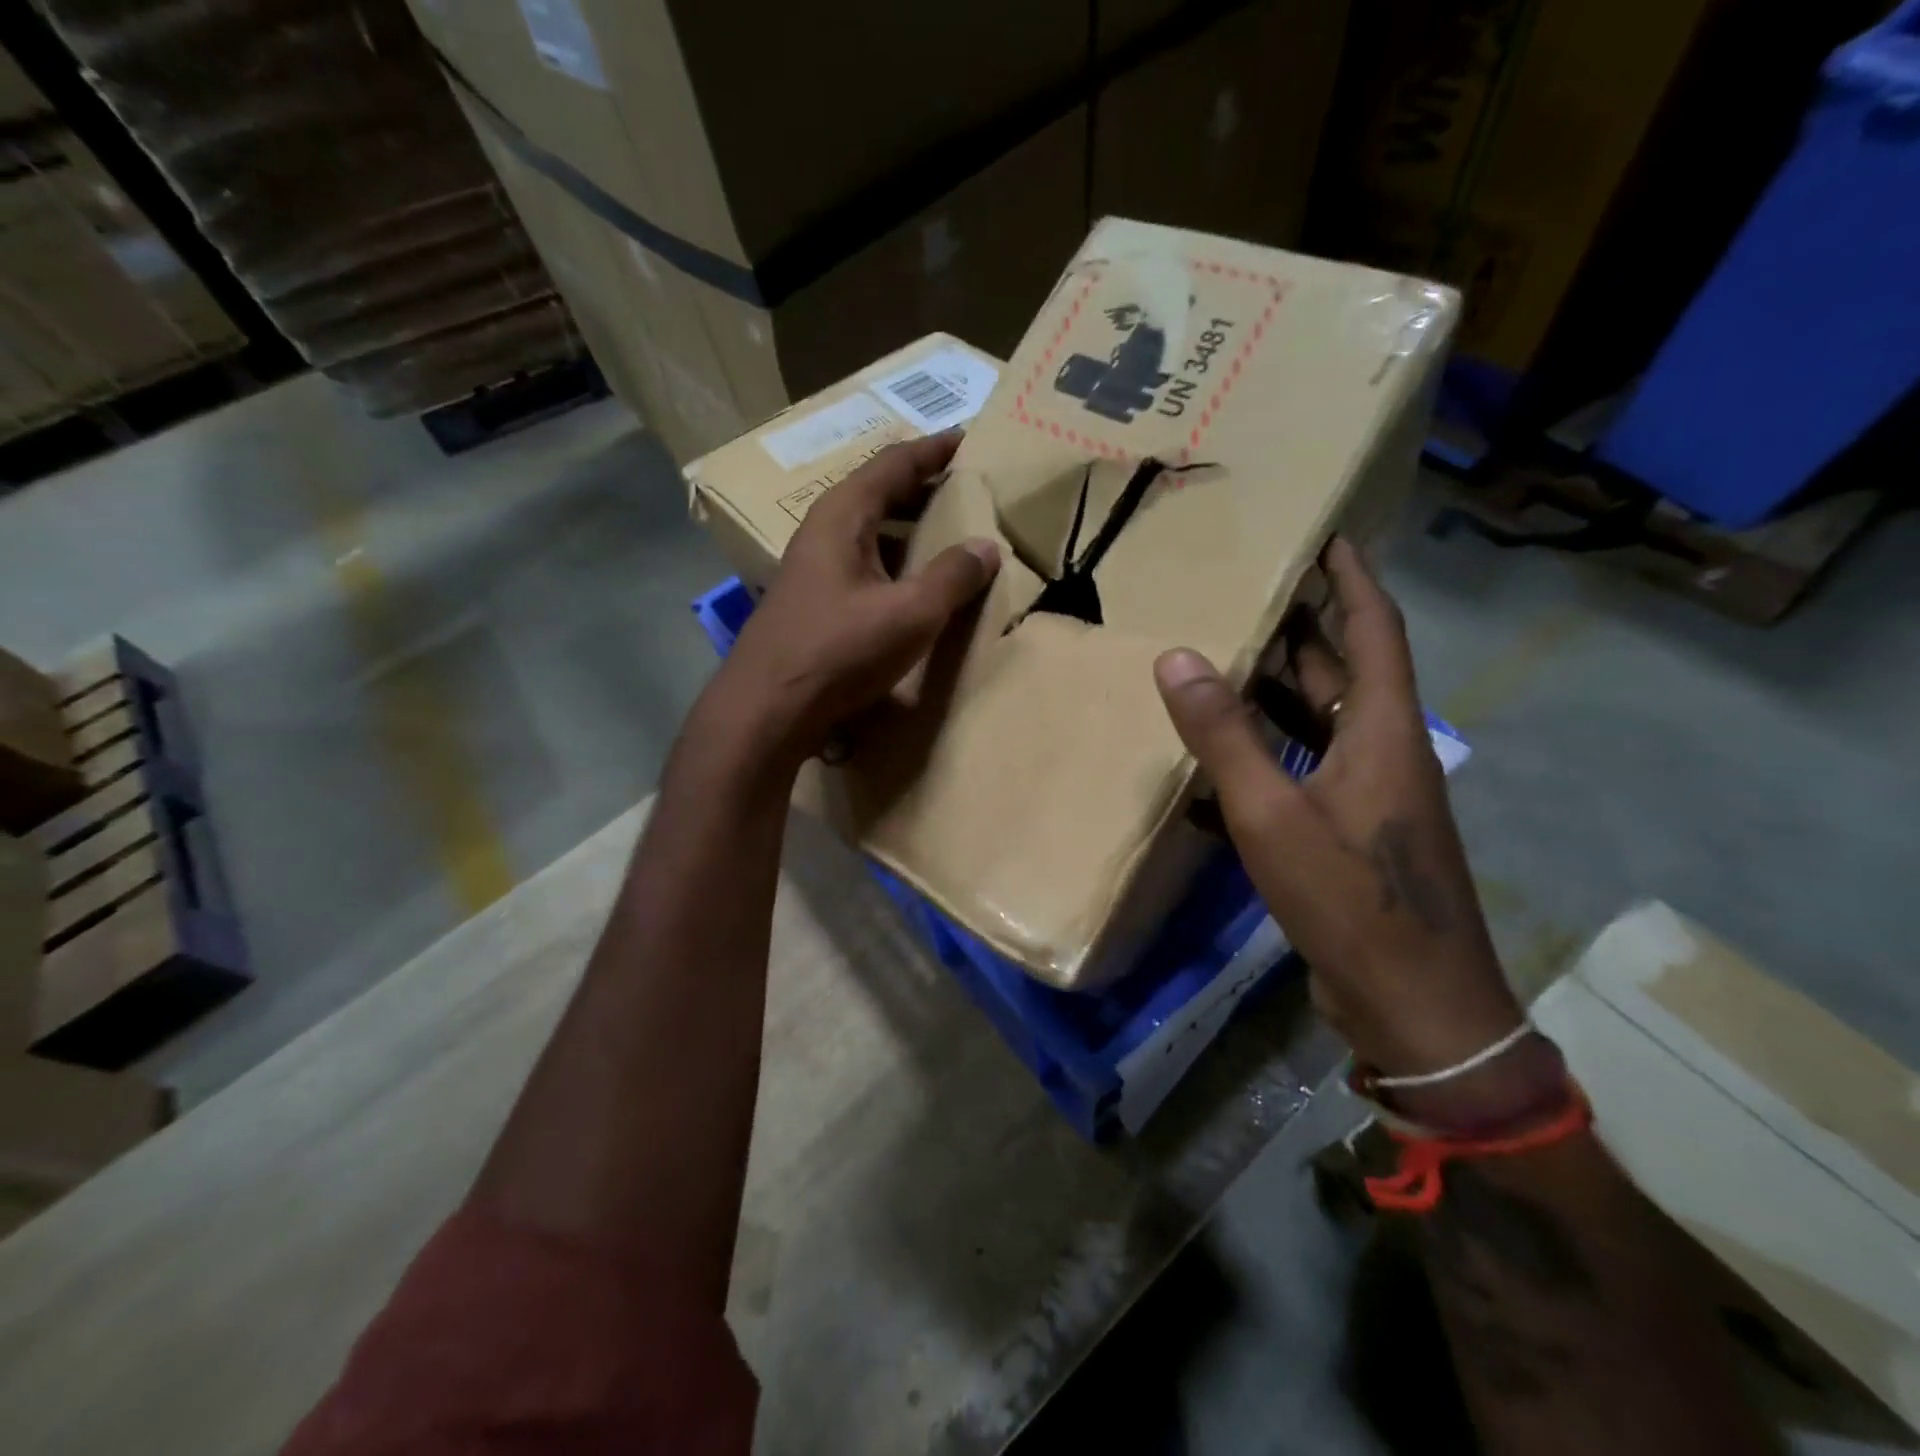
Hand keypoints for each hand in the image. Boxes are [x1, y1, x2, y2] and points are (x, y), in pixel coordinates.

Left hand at [706, 433, 1000, 768]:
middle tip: (965, 487)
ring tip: (947, 530)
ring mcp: (813, 568)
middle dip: (922, 487)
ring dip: (907, 526)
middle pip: (878, 493)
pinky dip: (893, 559)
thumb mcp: (909, 613)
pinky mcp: (813, 602)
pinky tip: (911, 582)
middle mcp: (822, 532)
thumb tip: (986, 548)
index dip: (933, 451)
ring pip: (868, 531)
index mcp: (842, 516)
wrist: (768, 708)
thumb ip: (952, 577)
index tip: (968, 440)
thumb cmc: (839, 650)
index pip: (893, 464)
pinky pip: (862, 563)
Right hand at [1154, 539, 1526, 1091]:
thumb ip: (1224, 736)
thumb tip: (1178, 658)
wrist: (1415, 1005)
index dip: (1352, 581)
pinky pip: (1311, 767)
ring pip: (1325, 721)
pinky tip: (1228, 753)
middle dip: (1306, 628)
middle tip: (1251, 593)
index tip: (1326, 538)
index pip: (1374, 631)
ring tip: (1229, 658)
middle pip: (1347, 672)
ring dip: (1285, 688)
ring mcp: (1373, 797)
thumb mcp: (1272, 815)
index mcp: (1383, 732)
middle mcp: (1385, 753)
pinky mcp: (1356, 833)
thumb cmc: (1350, 901)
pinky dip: (1274, 748)